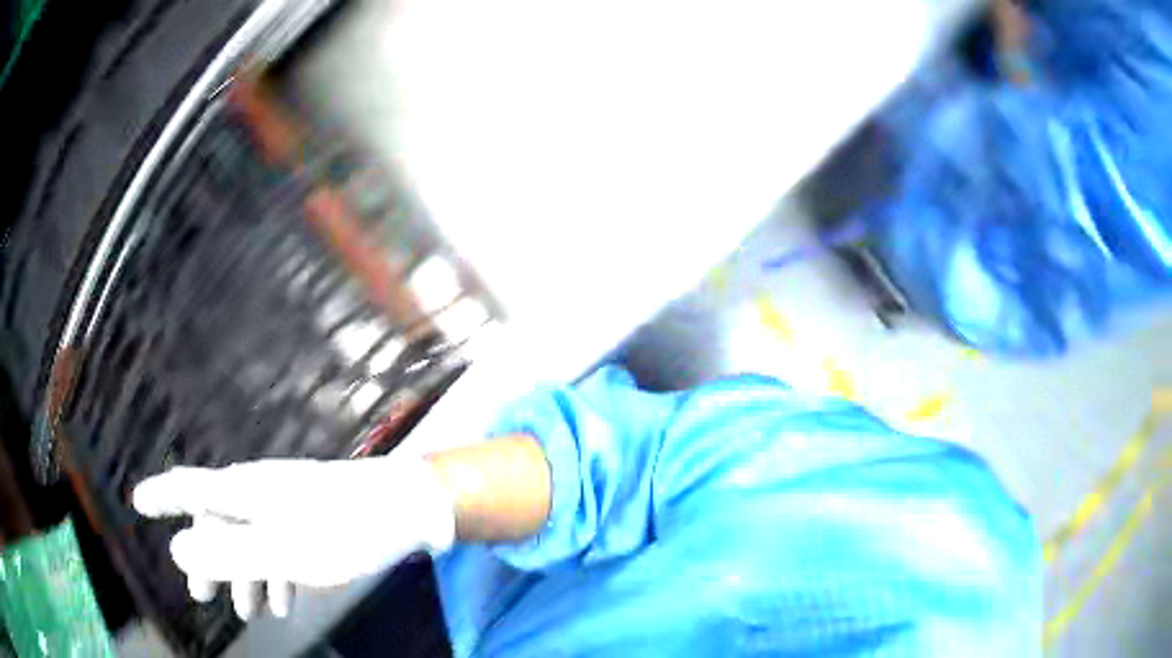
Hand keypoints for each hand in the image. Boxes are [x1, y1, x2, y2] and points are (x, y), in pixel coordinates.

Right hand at [133, 455, 455, 619]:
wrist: (406, 508)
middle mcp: (259, 490)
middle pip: (218, 522)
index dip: (161, 496)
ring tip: (246, 612)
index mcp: (244, 491)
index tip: (138, 502)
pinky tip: (282, 602)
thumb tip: (178, 552)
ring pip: (250, 540)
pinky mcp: (310, 517)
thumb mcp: (280, 552)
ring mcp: (286, 502)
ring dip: (244, 577)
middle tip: (200, 597)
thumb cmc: (343, 530)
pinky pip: (278, 545)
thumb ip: (228, 553)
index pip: (189, 488)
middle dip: (208, 562)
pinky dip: (274, 573)